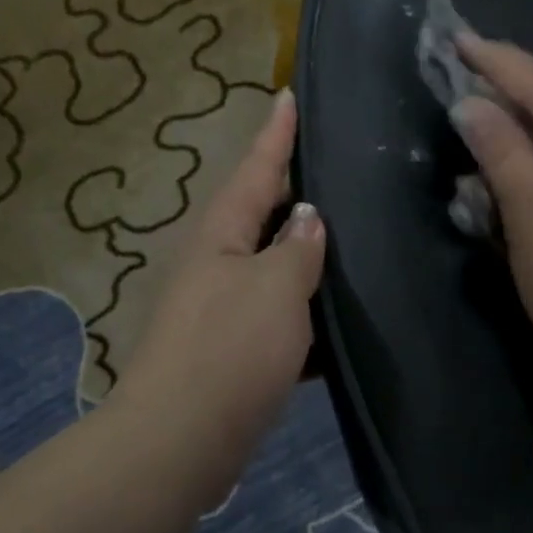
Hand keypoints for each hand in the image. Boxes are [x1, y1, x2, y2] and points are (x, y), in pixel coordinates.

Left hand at [111, 91, 323, 491]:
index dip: (275, 135)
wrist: (183, 438)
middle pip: (258, 216)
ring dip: (303, 255)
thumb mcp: (275, 288)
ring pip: (271, 269)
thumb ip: (297, 248)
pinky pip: (277, 317)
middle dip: (291, 191)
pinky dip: (305, 312)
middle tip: (334, 166)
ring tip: (349, 236)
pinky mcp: (233, 352)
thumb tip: (308, 218)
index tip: (289, 94)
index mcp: (219, 235)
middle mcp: (214, 264)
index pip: (254, 170)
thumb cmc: (230, 350)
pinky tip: (338, 317)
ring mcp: (221, 310)